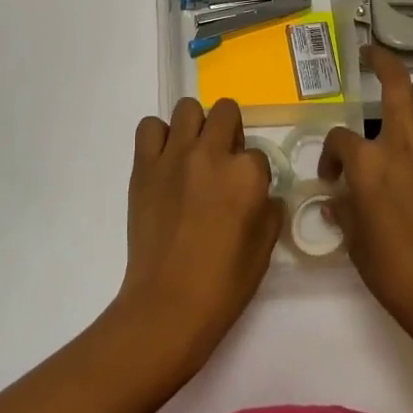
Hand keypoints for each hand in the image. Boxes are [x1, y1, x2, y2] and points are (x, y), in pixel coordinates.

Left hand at [114, 97, 277, 372]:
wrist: (168, 304)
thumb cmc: (223, 284)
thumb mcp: (264, 249)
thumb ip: (268, 210)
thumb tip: (261, 194)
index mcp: (247, 175)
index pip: (257, 154)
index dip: (253, 174)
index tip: (244, 193)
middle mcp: (212, 154)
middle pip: (226, 112)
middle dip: (230, 131)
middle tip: (223, 160)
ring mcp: (174, 155)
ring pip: (187, 108)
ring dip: (196, 126)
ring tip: (193, 154)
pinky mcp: (144, 165)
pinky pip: (149, 127)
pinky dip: (158, 137)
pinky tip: (165, 160)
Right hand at [319, 47, 412, 334]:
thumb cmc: (392, 269)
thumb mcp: (354, 240)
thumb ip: (343, 210)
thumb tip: (336, 200)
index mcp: (367, 163)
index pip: (339, 138)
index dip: (329, 154)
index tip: (331, 176)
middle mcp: (402, 143)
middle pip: (394, 82)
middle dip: (380, 60)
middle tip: (370, 56)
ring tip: (410, 101)